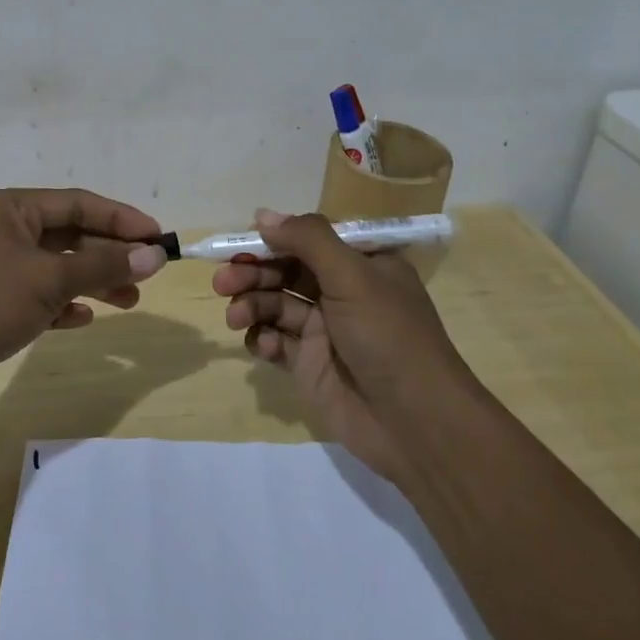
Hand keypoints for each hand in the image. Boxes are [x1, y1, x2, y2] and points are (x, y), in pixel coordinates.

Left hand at [0, 188, 168, 409]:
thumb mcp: (51, 278)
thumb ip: (104, 264)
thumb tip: (154, 255)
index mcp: (12, 208)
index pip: (79, 203)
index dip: (121, 219)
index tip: (157, 237)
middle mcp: (4, 230)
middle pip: (70, 235)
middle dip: (110, 254)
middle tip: (148, 274)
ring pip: (57, 268)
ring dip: (93, 281)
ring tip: (130, 301)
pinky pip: (39, 296)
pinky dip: (63, 304)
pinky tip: (83, 318)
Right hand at [214, 209, 472, 479]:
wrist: (416, 424)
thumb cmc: (389, 336)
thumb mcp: (353, 276)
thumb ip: (308, 240)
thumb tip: (262, 215)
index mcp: (361, 263)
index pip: (309, 239)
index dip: (274, 239)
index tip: (241, 243)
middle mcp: (342, 291)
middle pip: (286, 270)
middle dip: (253, 273)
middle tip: (223, 282)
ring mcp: (325, 329)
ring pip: (275, 304)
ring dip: (251, 305)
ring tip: (236, 318)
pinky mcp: (310, 364)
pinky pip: (276, 340)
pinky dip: (263, 339)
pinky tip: (263, 346)